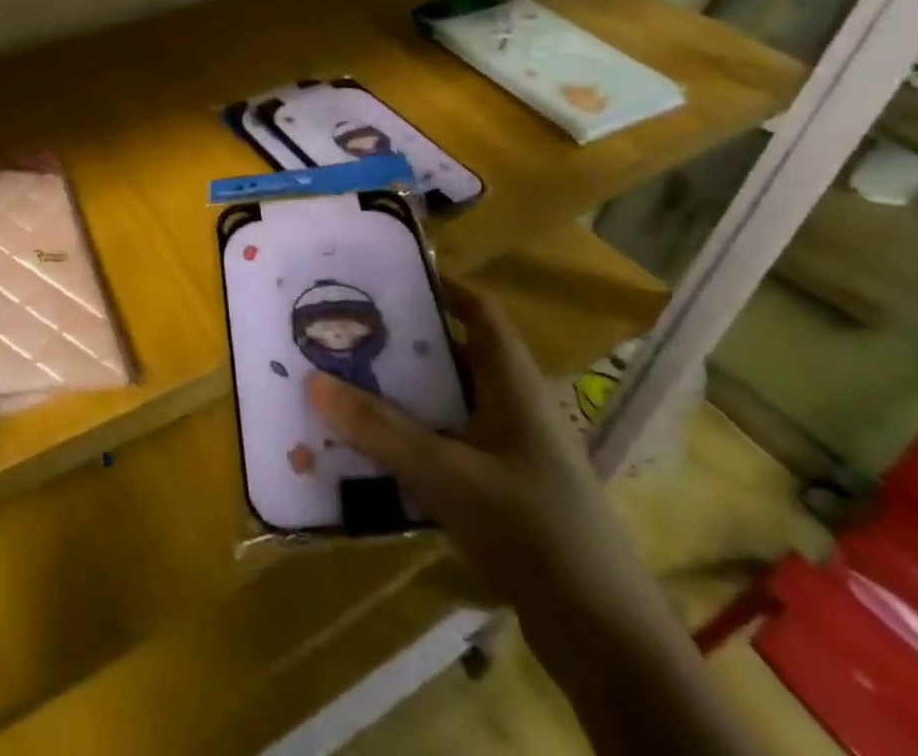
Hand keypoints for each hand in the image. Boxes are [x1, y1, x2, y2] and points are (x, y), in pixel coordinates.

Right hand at [306, 279, 648, 621]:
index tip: (382, 278)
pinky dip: (412, 437)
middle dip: (401, 342)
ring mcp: (511, 451)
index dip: (438, 285)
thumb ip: (380, 429)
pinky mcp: (503, 490)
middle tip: (344, 330)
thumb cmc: (533, 532)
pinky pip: (448, 444)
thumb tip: (312, 380)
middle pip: (454, 354)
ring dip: (401, 394)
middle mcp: (514, 406)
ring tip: (344, 383)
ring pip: (447, 403)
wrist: (605, 640)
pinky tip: (373, 450)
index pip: (479, 310)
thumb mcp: (448, 475)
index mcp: (513, 384)